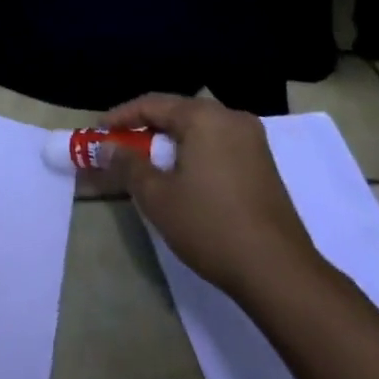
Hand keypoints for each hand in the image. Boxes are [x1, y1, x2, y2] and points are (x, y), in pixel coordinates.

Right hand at [97, 94, 321, 305]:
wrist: (280, 273)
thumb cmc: (211, 226)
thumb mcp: (158, 196)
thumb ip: (128, 164)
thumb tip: (106, 146)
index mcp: (204, 116)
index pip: (153, 104)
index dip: (121, 116)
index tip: (99, 131)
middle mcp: (230, 118)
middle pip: (178, 113)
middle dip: (146, 128)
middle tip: (120, 147)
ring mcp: (252, 141)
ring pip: (199, 130)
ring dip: (170, 142)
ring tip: (147, 163)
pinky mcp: (264, 165)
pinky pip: (218, 145)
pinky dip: (194, 153)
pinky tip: (182, 176)